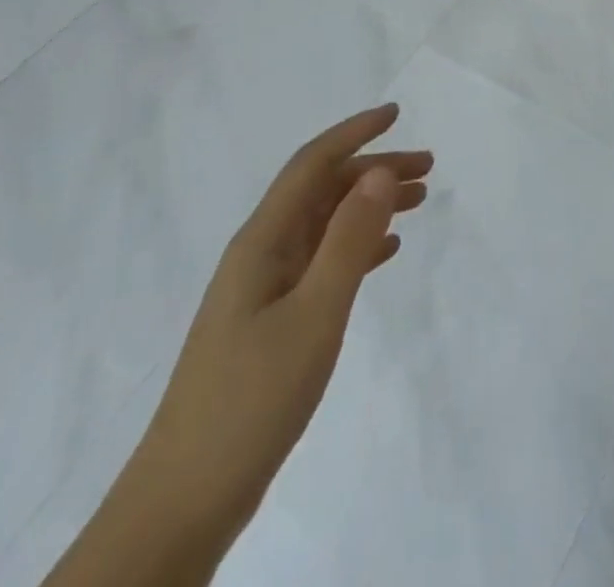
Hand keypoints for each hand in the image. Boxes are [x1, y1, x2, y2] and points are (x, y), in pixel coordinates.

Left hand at [134, 103, 431, 539]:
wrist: (185, 500)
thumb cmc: (252, 398)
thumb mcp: (314, 313)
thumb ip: (349, 240)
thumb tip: (378, 171)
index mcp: (263, 240)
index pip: (311, 164)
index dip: (354, 133)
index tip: (396, 113)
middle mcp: (261, 253)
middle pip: (323, 191)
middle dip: (374, 170)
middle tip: (428, 168)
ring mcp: (264, 289)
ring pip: (326, 225)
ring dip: (370, 206)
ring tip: (419, 201)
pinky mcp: (271, 321)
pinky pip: (322, 262)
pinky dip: (358, 246)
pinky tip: (386, 253)